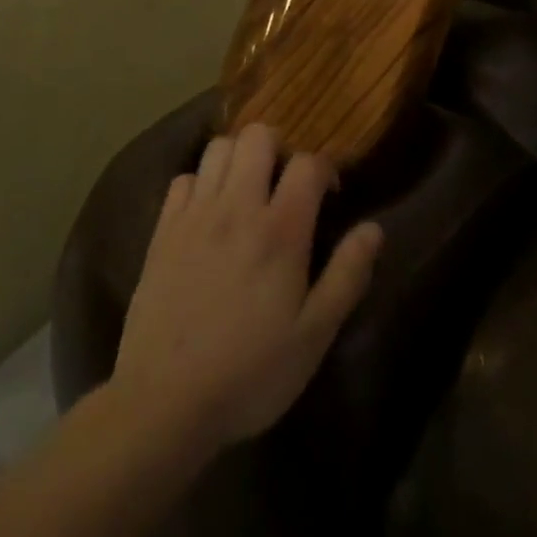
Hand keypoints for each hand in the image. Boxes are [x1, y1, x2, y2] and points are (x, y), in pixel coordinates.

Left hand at [108, 124, 383, 457]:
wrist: (163, 401)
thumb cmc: (250, 372)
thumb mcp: (313, 335)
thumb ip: (347, 276)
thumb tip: (374, 228)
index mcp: (280, 229)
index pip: (308, 163)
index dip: (324, 169)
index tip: (328, 196)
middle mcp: (237, 206)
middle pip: (258, 135)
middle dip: (278, 148)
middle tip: (284, 185)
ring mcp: (195, 213)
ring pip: (219, 146)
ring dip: (238, 158)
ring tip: (247, 192)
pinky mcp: (163, 229)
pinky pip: (184, 178)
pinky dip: (201, 184)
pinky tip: (208, 214)